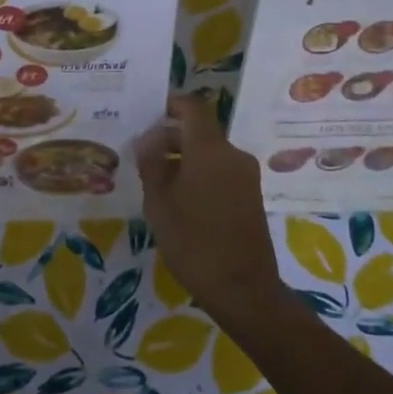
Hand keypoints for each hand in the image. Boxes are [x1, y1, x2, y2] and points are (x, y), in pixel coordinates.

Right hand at [134, 92, 280, 320]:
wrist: (243, 289)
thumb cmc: (193, 242)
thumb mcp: (159, 203)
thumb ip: (151, 163)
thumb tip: (148, 137)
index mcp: (210, 150)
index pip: (193, 107)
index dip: (171, 104)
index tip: (148, 114)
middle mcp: (233, 155)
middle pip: (200, 131)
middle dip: (171, 137)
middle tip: (141, 155)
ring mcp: (246, 176)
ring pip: (210, 153)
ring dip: (183, 158)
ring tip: (155, 181)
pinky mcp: (251, 195)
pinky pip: (221, 171)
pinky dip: (199, 174)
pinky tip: (179, 199)